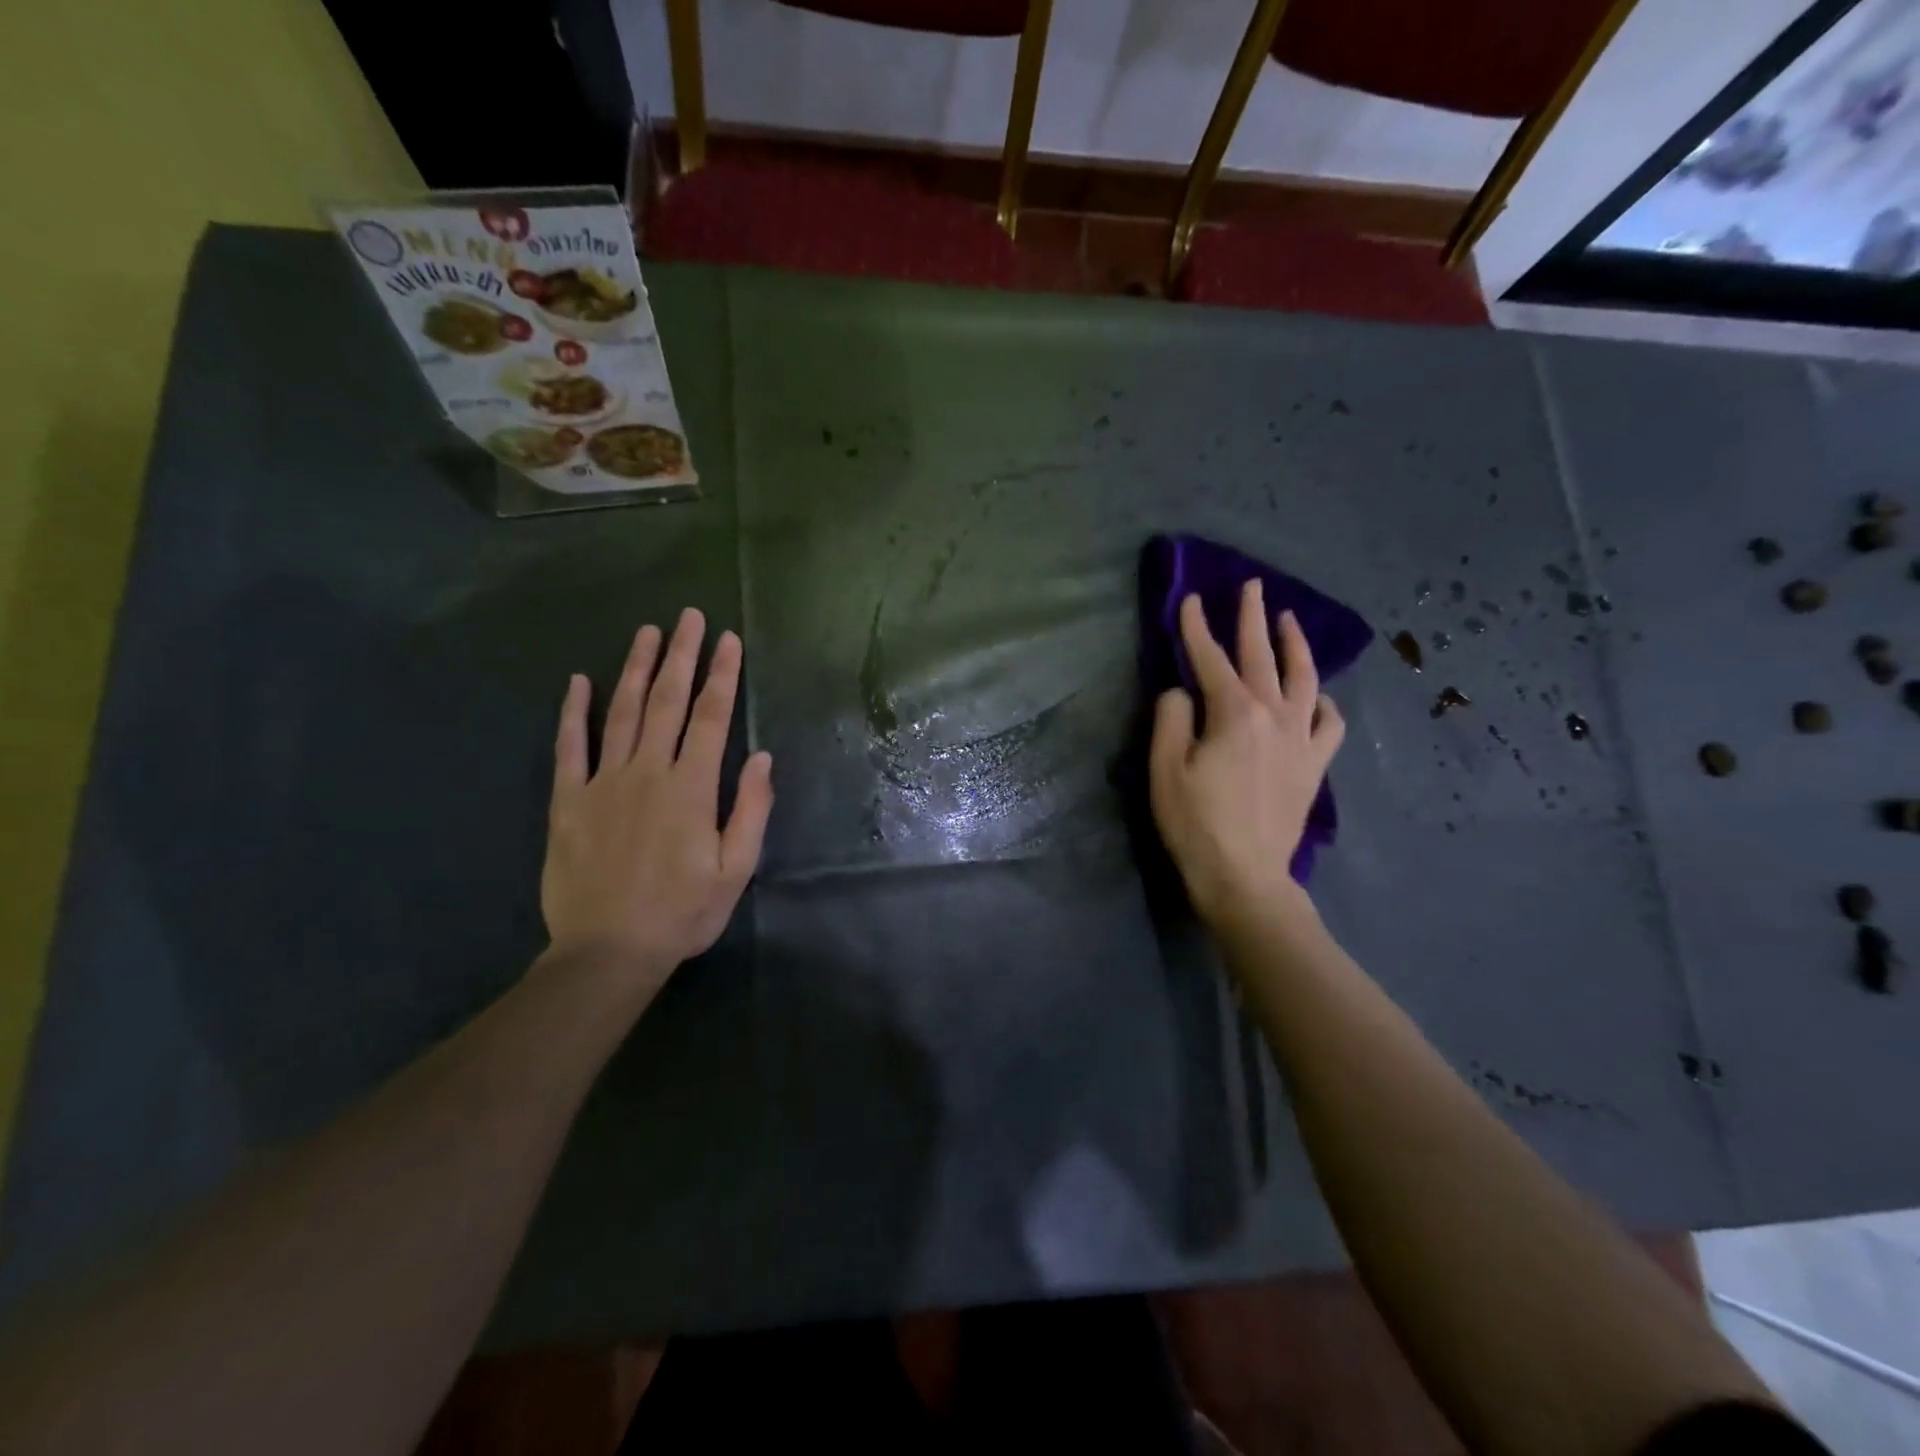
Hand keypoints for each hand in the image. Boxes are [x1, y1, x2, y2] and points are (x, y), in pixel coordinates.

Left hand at [542, 609, 773, 991]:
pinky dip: (573, 712)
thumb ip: (749, 809)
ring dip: (635, 669)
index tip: (729, 640)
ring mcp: (602, 783)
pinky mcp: (567, 801)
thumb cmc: (683, 913)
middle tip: (688, 617)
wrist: (608, 952)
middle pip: (666, 702)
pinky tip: (578, 681)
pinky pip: (569, 748)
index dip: (722, 676)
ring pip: (621, 713)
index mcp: (691, 789)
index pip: (711, 718)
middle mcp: (647, 773)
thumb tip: (760, 757)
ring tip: (647, 633)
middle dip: (681, 656)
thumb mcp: (735, 869)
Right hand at [1150, 581, 1344, 927]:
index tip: (1190, 599)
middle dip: (1252, 618)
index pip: (1210, 659)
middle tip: (1252, 586)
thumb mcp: (1165, 769)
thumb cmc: (1196, 823)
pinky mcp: (1315, 765)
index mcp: (1234, 713)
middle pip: (1262, 656)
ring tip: (1289, 620)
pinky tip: (1315, 695)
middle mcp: (1274, 715)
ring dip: (1295, 645)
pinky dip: (1323, 702)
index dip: (1196, 627)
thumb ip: (1171, 719)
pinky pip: (1329, 723)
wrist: (1244, 876)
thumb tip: (1181, 693)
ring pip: (1304, 678)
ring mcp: (1301, 739)